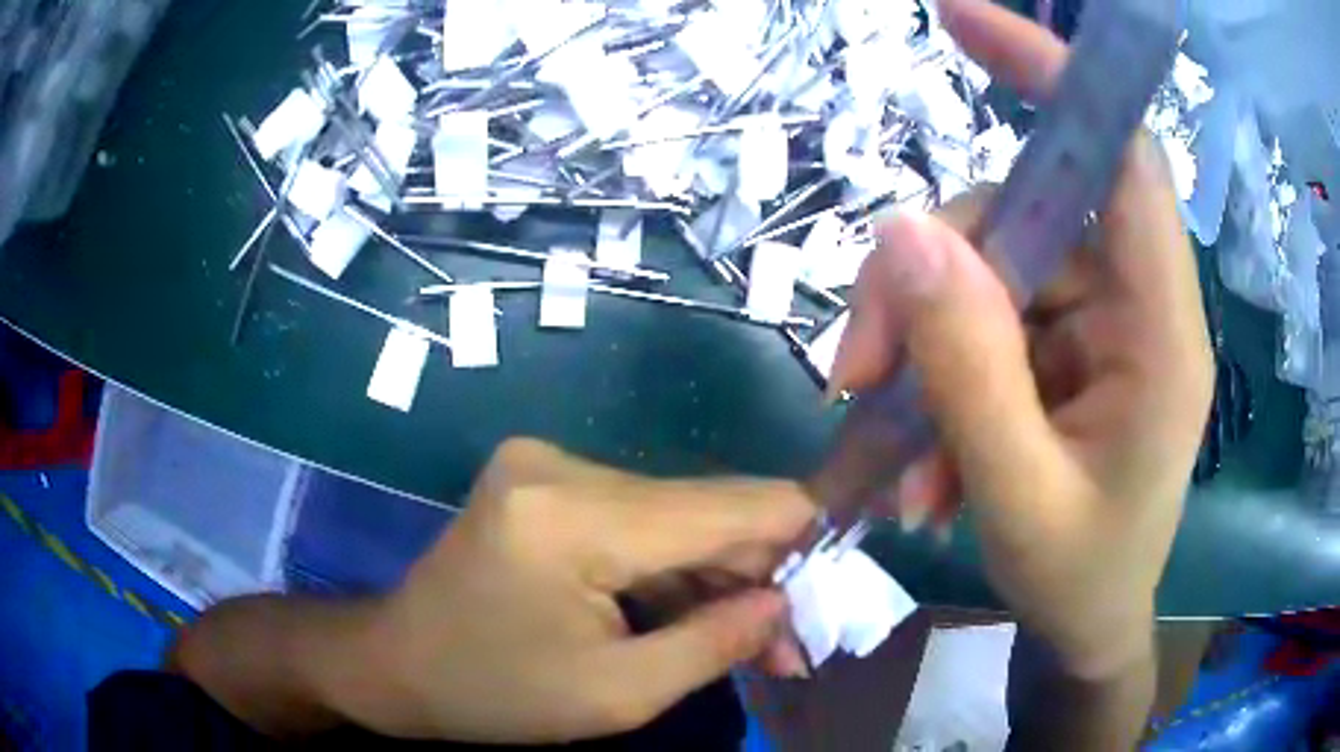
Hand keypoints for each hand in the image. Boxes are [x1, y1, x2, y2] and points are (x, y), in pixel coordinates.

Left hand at [332, 438, 812, 741]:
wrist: (398, 661)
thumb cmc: (495, 693)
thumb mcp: (616, 696)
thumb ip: (716, 645)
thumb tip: (788, 605)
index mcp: (573, 517)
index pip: (727, 505)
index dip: (799, 533)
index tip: (837, 578)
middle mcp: (561, 465)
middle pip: (703, 508)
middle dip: (756, 574)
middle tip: (790, 643)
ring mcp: (546, 463)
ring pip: (674, 514)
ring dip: (715, 575)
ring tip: (748, 639)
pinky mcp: (543, 479)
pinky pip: (637, 518)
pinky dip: (671, 565)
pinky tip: (691, 611)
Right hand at [828, 0, 1212, 679]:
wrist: (1088, 628)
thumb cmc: (1079, 582)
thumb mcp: (1018, 499)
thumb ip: (968, 371)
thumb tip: (901, 236)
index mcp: (1160, 333)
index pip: (1124, 160)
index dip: (1056, 77)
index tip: (966, 23)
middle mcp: (1132, 306)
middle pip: (1023, 221)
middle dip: (927, 285)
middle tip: (861, 377)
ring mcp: (1093, 325)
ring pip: (986, 275)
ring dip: (919, 350)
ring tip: (892, 457)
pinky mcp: (1060, 349)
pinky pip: (982, 326)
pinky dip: (935, 380)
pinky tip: (921, 464)